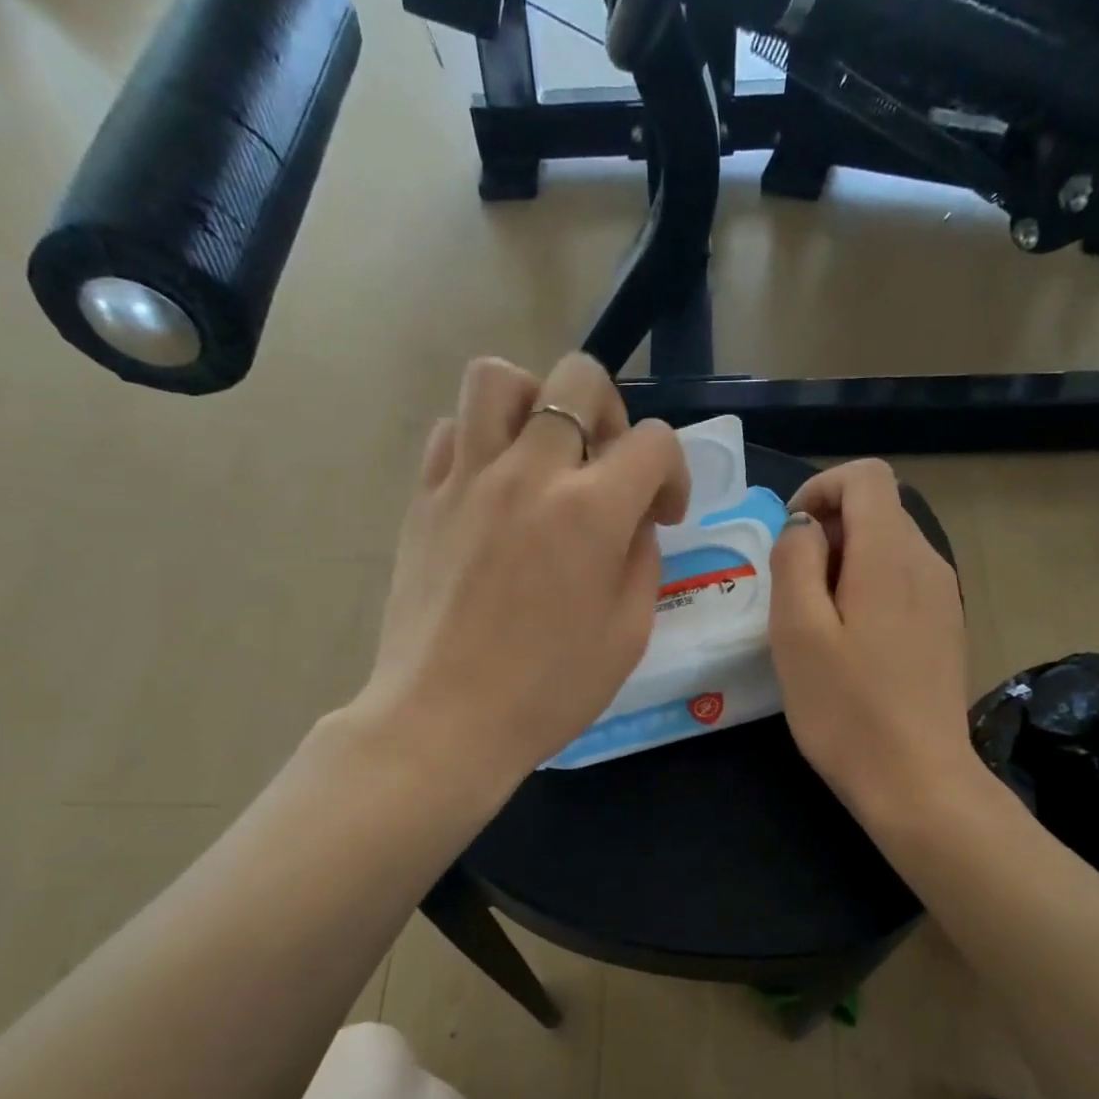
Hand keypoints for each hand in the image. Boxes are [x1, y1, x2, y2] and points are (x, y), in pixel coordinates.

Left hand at [350, 353, 688, 792]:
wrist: (445, 719)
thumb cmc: (548, 691)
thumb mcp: (628, 634)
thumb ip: (640, 558)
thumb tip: (630, 521)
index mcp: (591, 511)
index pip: (655, 441)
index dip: (673, 472)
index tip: (662, 515)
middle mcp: (529, 473)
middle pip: (578, 378)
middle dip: (612, 414)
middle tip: (605, 470)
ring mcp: (467, 478)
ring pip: (499, 378)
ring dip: (535, 402)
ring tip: (543, 455)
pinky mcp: (424, 498)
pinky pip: (450, 431)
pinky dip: (480, 441)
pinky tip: (493, 489)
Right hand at [768, 459, 980, 826]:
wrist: (917, 782)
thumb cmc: (846, 710)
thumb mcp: (797, 632)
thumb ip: (795, 560)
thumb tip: (804, 527)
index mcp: (890, 555)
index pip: (866, 476)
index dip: (820, 489)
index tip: (789, 538)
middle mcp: (927, 562)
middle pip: (877, 510)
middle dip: (827, 534)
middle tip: (792, 594)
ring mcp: (943, 596)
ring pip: (888, 548)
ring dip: (844, 566)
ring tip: (815, 625)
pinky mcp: (945, 627)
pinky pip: (901, 583)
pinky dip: (867, 591)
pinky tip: (849, 646)